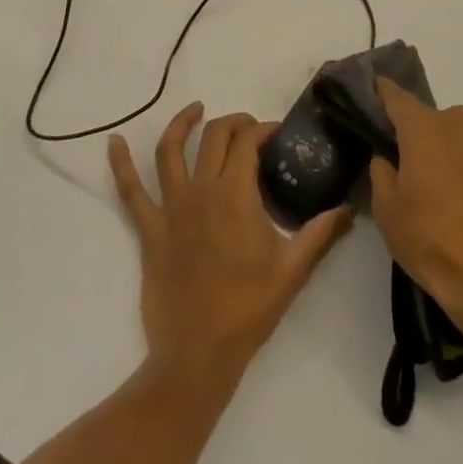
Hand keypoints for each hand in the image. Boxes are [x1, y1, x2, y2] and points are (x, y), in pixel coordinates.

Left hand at [109, 102, 352, 383]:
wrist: (197, 354)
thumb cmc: (248, 309)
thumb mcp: (293, 269)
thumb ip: (321, 232)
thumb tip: (350, 208)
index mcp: (236, 194)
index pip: (248, 142)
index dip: (264, 129)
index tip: (278, 134)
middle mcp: (201, 190)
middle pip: (214, 137)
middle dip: (234, 122)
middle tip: (249, 128)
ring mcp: (171, 208)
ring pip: (170, 151)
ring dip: (182, 124)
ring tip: (195, 109)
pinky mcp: (150, 229)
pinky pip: (130, 191)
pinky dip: (120, 164)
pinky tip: (113, 142)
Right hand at [369, 79, 462, 340]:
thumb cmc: (427, 236)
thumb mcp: (386, 206)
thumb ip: (381, 170)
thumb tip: (387, 157)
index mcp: (424, 127)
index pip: (395, 96)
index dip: (379, 92)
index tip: (366, 91)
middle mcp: (454, 123)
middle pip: (423, 114)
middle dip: (406, 126)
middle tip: (388, 149)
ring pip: (445, 131)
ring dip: (431, 143)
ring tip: (415, 174)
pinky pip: (462, 150)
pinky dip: (449, 159)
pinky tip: (439, 188)